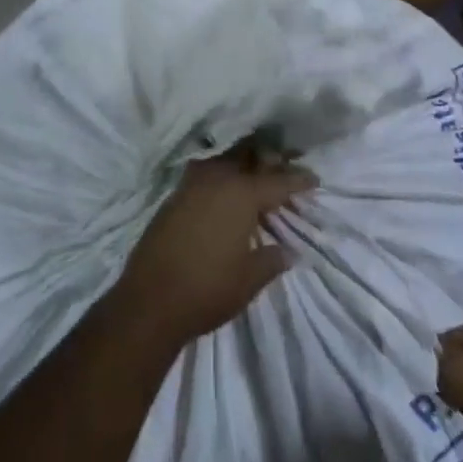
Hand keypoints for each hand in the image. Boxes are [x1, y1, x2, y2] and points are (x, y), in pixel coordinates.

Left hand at [113, 149, 316, 347]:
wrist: (148, 303)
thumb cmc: (207, 290)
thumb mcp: (249, 279)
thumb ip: (272, 260)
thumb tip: (288, 251)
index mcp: (242, 194)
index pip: (279, 181)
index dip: (299, 181)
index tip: (314, 179)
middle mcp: (218, 179)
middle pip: (251, 158)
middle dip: (271, 162)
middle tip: (285, 170)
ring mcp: (192, 185)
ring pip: (225, 161)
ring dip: (243, 165)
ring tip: (256, 178)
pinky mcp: (174, 196)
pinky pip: (205, 173)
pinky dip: (221, 176)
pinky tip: (225, 192)